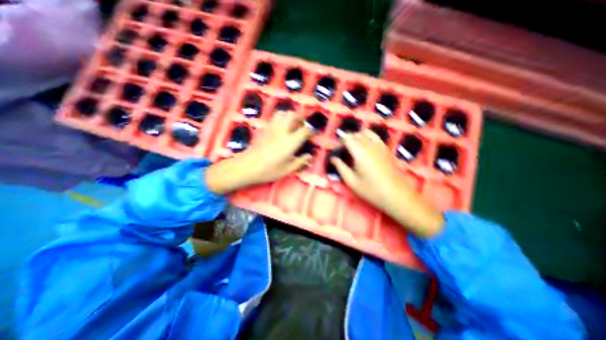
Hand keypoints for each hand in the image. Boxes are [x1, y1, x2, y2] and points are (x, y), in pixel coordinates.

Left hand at [208, 111, 313, 193]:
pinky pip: (275, 118)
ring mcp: (272, 128)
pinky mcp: (264, 129)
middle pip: (293, 115)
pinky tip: (281, 128)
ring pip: (283, 113)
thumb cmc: (268, 170)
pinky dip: (281, 119)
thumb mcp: (287, 170)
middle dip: (300, 118)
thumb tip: (309, 157)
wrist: (246, 166)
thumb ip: (300, 162)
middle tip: (303, 126)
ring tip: (292, 125)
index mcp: (291, 142)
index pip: (305, 130)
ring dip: (290, 116)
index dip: (310, 131)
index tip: (312, 136)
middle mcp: (282, 131)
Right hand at [330, 130, 442, 239]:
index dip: (338, 143)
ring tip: (352, 148)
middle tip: (341, 151)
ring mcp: (380, 145)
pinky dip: (367, 137)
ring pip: (365, 133)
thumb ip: (340, 167)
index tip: (334, 151)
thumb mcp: (351, 181)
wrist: (396, 194)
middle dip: (346, 140)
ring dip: (356, 137)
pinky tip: (365, 148)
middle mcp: (370, 144)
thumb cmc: (371, 190)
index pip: (346, 138)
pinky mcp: (386, 148)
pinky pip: (374, 136)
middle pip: (355, 134)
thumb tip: (333, 158)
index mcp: (360, 151)